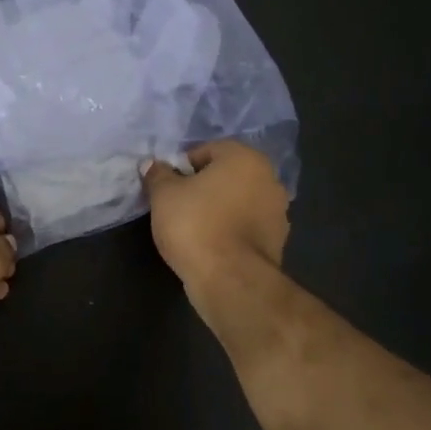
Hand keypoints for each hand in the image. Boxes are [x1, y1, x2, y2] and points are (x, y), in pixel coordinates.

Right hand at [142, 141, 289, 291]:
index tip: (168, 186)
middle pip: (226, 176)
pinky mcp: (277, 242)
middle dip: (203, 187)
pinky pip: (246, 227)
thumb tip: (152, 165)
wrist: (230, 279)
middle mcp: (269, 179)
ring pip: (238, 202)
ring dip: (219, 209)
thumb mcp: (163, 195)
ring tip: (193, 229)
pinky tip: (210, 246)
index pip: (207, 150)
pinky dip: (230, 231)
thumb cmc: (195, 224)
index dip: (183, 166)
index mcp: (245, 158)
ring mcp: (278, 212)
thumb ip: (158, 175)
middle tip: (178, 205)